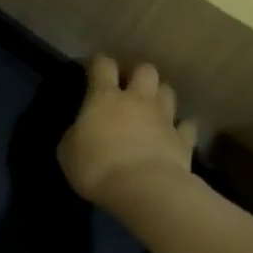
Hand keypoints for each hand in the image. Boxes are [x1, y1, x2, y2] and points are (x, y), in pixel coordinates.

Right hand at [58, 55, 197, 208]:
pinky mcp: (183, 139)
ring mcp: (164, 118)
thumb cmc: (96, 167)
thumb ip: (75, 134)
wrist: (142, 188)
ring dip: (159, 97)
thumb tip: (81, 130)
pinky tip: (174, 135)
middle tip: (129, 91)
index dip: (98, 64)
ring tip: (152, 110)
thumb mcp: (67, 152)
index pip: (102, 66)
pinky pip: (186, 126)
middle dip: (138, 75)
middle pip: (145, 70)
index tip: (94, 69)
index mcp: (105, 98)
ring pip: (168, 92)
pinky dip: (180, 128)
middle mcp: (138, 100)